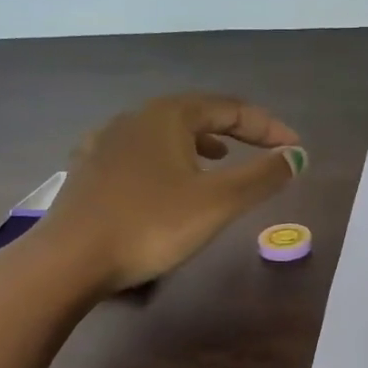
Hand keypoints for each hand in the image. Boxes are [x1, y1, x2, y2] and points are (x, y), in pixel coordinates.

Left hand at [21, 94, 305, 292]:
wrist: (70, 259)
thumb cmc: (150, 225)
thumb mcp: (218, 203)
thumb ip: (262, 177)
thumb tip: (296, 156)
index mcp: (168, 116)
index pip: (229, 109)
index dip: (267, 127)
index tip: (294, 148)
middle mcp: (135, 118)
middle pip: (196, 114)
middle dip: (234, 130)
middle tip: (261, 149)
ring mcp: (106, 142)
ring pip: (165, 134)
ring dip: (199, 144)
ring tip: (219, 159)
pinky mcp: (89, 170)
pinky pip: (140, 154)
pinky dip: (166, 160)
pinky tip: (165, 180)